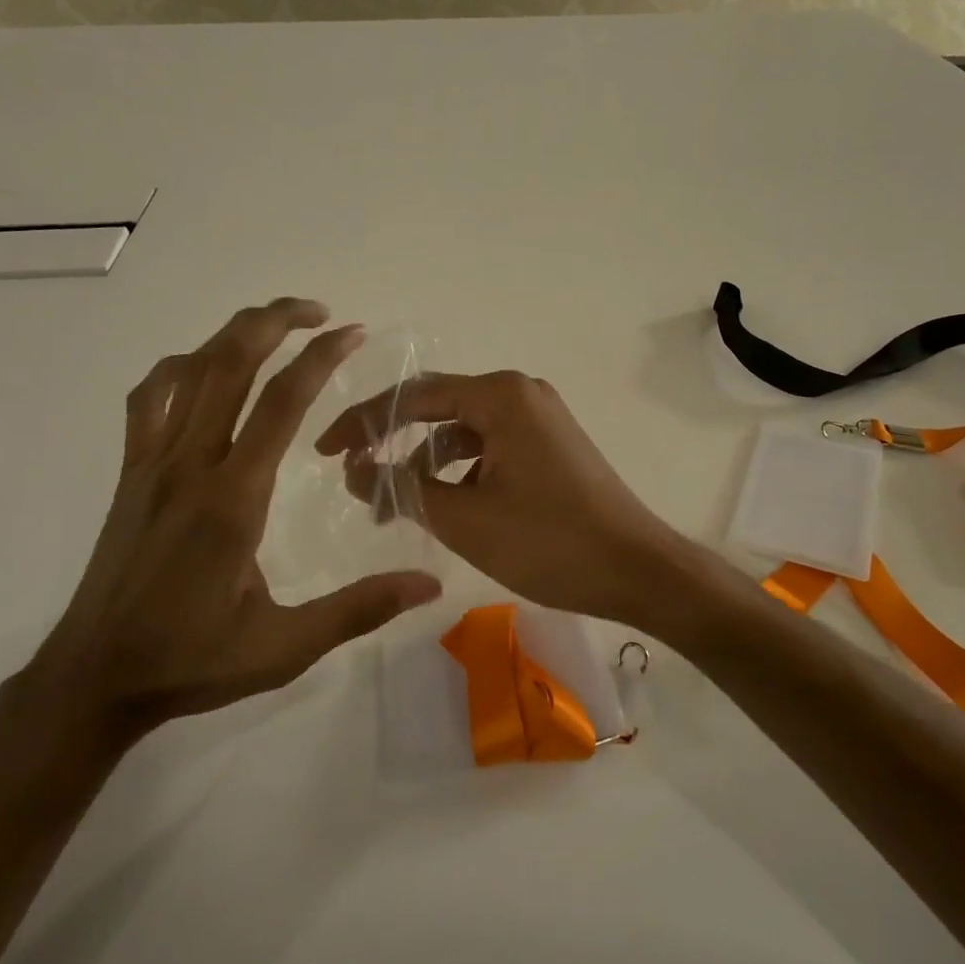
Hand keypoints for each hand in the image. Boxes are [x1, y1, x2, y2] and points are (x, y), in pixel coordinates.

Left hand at [31, 298, 442, 745]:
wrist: (93, 678)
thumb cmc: (192, 660)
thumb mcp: (285, 647)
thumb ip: (359, 609)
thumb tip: (429, 582)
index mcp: (233, 498)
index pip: (281, 402)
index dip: (321, 358)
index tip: (354, 333)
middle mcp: (190, 464)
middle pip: (230, 363)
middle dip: (276, 321)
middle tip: (320, 312)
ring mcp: (153, 463)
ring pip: (189, 370)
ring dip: (233, 334)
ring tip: (274, 325)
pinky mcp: (131, 472)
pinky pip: (150, 397)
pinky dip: (180, 366)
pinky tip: (205, 370)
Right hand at [314, 371, 688, 632]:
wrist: (639, 570)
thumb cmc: (548, 542)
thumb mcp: (463, 519)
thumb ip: (402, 488)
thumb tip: (354, 470)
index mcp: (500, 395)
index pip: (414, 397)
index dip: (363, 423)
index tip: (325, 452)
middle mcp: (520, 393)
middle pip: (438, 409)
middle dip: (392, 443)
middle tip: (354, 476)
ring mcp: (539, 417)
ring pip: (464, 432)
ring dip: (426, 464)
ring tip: (395, 507)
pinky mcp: (549, 444)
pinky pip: (490, 447)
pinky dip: (460, 472)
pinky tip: (445, 506)